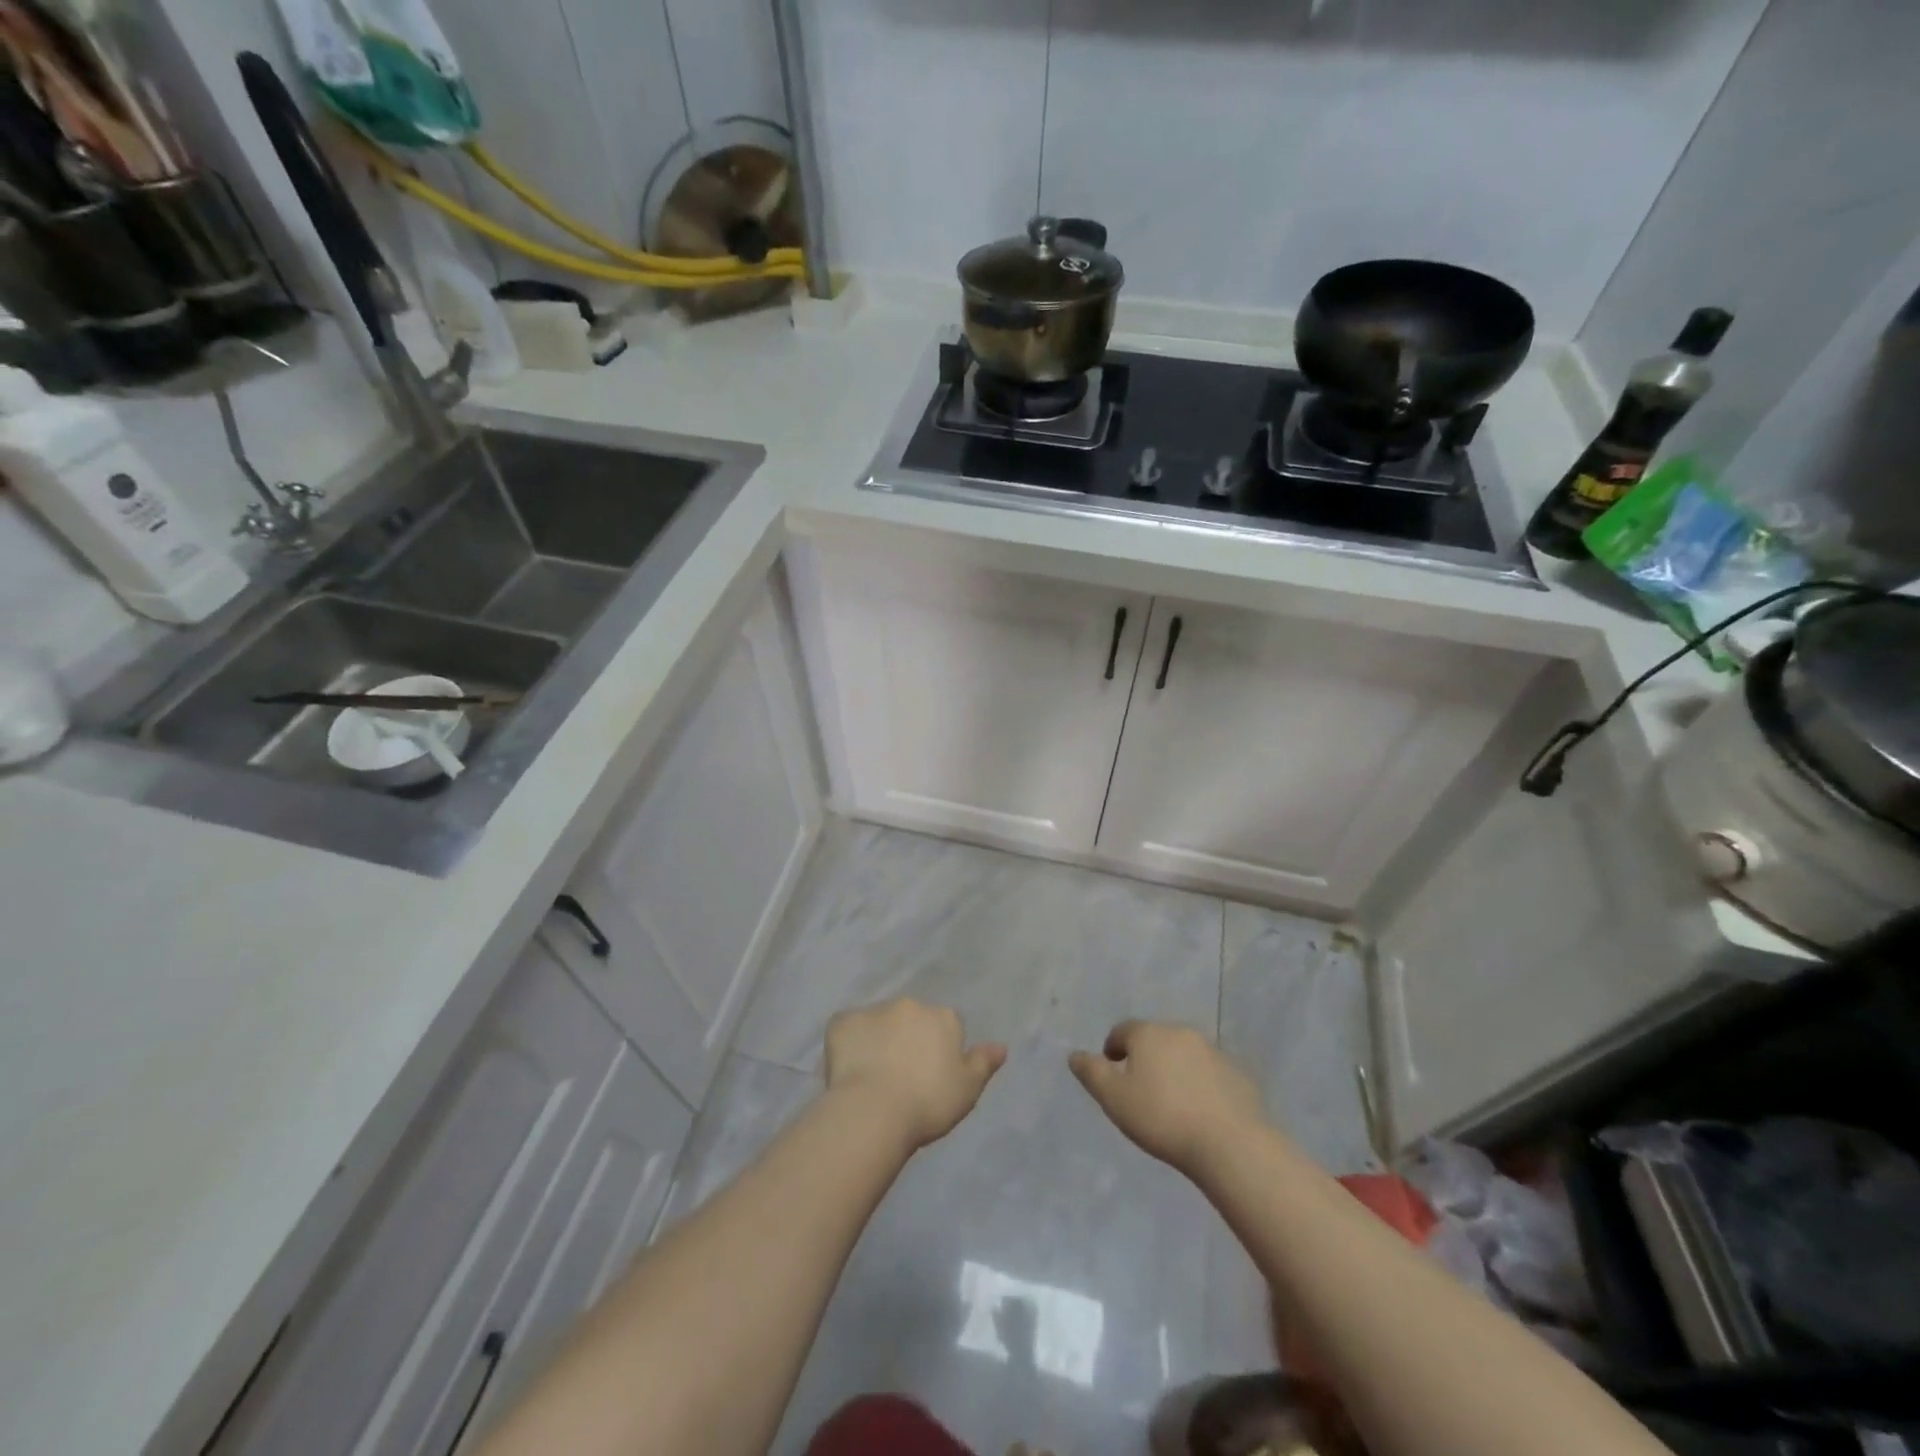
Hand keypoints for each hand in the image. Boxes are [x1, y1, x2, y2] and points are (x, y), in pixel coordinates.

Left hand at [825, 999, 1006, 1150]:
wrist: (873, 1111)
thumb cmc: (927, 1103)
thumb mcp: (967, 1090)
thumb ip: (983, 1063)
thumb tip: (1001, 1046)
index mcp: (942, 1018)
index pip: (946, 1026)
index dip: (938, 1050)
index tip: (930, 1076)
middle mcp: (910, 1006)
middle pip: (911, 1019)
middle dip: (907, 1039)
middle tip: (901, 1076)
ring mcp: (874, 1011)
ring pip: (879, 1023)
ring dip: (878, 1040)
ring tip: (872, 1077)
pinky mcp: (842, 1022)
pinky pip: (848, 1029)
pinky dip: (848, 1044)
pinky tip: (847, 1070)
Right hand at [1069, 1021, 1266, 1176]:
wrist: (1229, 1143)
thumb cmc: (1162, 1117)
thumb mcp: (1114, 1099)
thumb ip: (1092, 1073)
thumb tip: (1075, 1055)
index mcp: (1148, 1034)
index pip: (1122, 1031)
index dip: (1113, 1048)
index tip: (1112, 1070)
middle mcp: (1180, 1032)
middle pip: (1154, 1039)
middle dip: (1144, 1057)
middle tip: (1139, 1089)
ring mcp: (1212, 1051)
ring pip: (1183, 1054)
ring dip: (1173, 1069)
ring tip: (1170, 1102)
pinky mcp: (1236, 1073)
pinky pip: (1208, 1073)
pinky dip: (1199, 1084)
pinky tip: (1199, 1112)